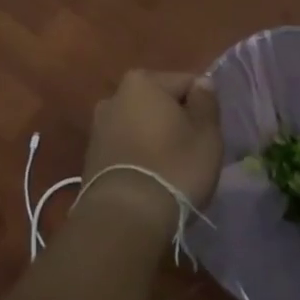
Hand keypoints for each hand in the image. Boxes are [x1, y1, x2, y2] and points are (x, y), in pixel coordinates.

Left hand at [81, 71, 222, 230]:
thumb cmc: (174, 167)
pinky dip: (138, 156)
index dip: (202, 107)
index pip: (185, 82)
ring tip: (170, 170)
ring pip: (140, 125)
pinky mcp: (91, 156)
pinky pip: (126, 147)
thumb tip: (201, 84)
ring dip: (155, 139)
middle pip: (159, 102)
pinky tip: (150, 179)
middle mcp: (114, 96)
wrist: (124, 218)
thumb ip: (206, 102)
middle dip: (175, 121)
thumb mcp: (206, 134)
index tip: (208, 134)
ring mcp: (98, 127)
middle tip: (192, 152)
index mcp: (142, 81)